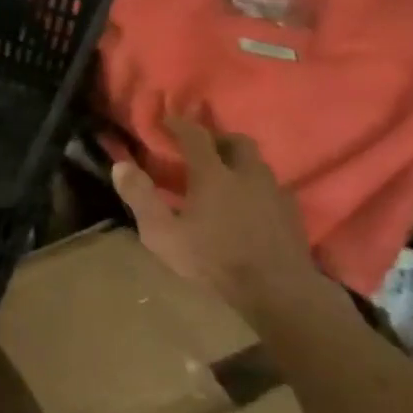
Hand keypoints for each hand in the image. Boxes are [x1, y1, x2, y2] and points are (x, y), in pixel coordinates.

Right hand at [111, 116, 319, 316]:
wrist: (277, 292)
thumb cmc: (213, 260)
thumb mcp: (163, 233)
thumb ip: (141, 197)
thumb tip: (120, 166)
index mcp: (214, 174)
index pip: (196, 136)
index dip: (180, 124)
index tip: (167, 120)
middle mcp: (247, 174)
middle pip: (236, 142)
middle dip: (218, 139)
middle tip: (201, 149)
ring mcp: (274, 193)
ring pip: (258, 164)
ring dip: (239, 162)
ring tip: (224, 178)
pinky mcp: (292, 214)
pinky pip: (272, 188)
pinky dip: (256, 187)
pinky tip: (249, 205)